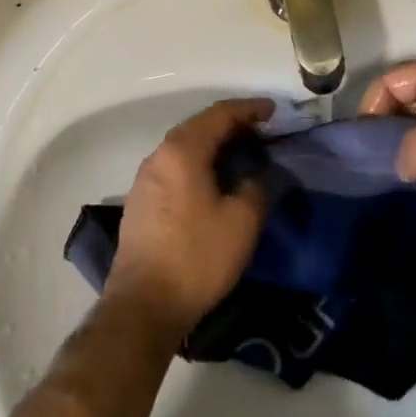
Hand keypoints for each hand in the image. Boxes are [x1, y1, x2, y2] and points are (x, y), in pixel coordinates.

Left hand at [107, 98, 272, 339]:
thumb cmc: (196, 257)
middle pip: (200, 126)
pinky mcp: (141, 201)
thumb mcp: (242, 222)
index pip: (220, 114)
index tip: (274, 111)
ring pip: (186, 147)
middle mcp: (159, 155)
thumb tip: (259, 175)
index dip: (250, 109)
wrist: (142, 307)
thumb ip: (257, 187)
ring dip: (215, 146)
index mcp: (183, 150)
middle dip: (233, 126)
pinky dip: (199, 164)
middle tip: (262, 134)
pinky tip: (214, 183)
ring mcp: (145, 178)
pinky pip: (176, 167)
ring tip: (242, 157)